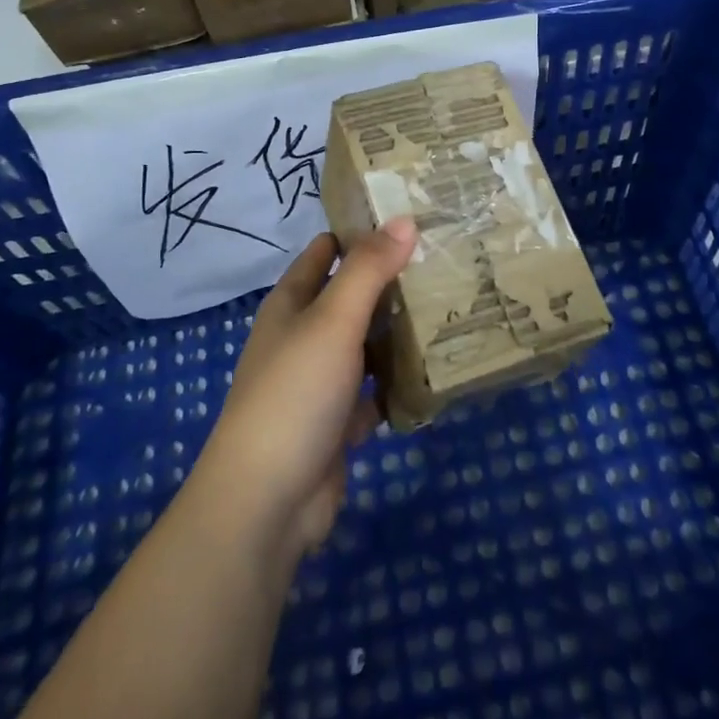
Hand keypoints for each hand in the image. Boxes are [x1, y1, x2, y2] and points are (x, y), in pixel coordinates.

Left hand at [192, 218, 417, 565]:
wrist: (267, 501)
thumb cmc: (295, 393)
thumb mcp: (333, 320)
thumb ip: (368, 270)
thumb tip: (404, 219)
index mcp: (291, 304)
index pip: (324, 251)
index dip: (359, 231)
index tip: (408, 217)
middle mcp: (302, 337)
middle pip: (350, 298)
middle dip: (390, 281)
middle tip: (445, 260)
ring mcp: (319, 383)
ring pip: (365, 345)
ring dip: (398, 332)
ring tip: (451, 306)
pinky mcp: (338, 423)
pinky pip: (375, 392)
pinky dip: (398, 383)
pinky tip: (436, 370)